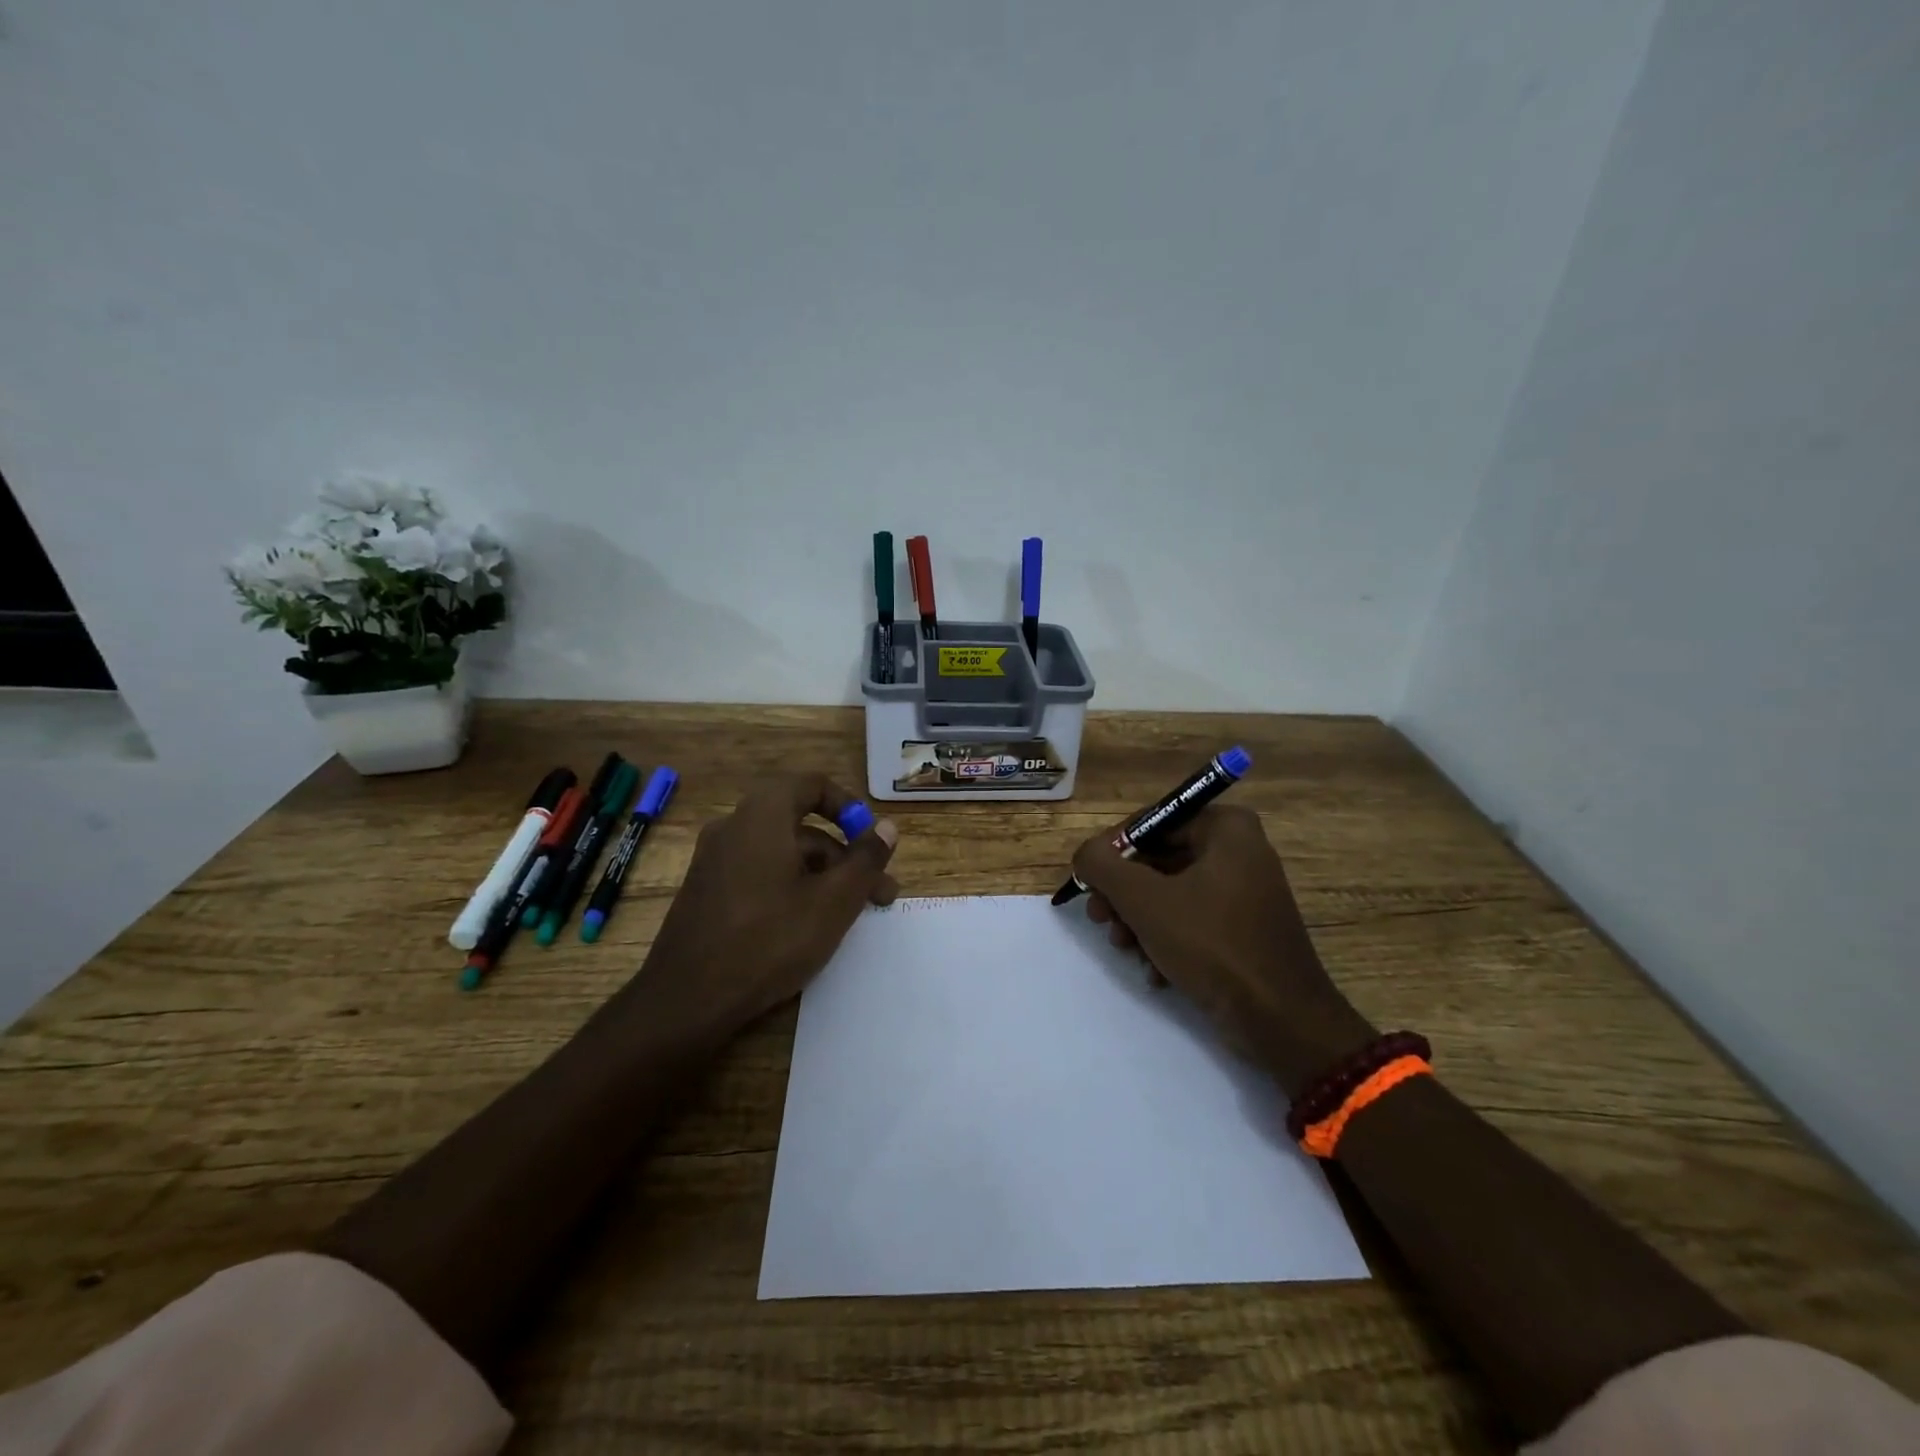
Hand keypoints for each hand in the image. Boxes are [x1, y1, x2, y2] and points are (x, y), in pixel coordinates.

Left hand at [637, 774, 898, 1038]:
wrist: (686, 1000)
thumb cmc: (769, 940)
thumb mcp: (833, 902)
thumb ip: (866, 860)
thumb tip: (887, 828)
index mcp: (762, 816)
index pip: (812, 785)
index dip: (849, 808)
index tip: (872, 843)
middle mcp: (734, 827)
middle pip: (801, 826)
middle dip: (845, 856)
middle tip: (878, 893)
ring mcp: (715, 861)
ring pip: (782, 854)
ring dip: (822, 876)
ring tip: (851, 917)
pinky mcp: (706, 892)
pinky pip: (759, 874)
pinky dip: (791, 888)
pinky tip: (808, 926)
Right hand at [1072, 805, 1375, 1097]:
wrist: (1282, 1021)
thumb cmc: (1212, 944)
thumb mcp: (1144, 900)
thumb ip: (1102, 866)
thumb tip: (1084, 854)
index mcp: (1226, 827)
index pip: (1151, 823)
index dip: (1113, 853)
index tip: (1090, 886)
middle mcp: (1239, 850)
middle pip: (1159, 860)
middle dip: (1124, 894)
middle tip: (1100, 920)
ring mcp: (1245, 890)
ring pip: (1171, 893)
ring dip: (1139, 921)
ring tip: (1124, 948)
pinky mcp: (1245, 928)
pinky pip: (1193, 920)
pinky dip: (1167, 940)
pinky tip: (1154, 970)